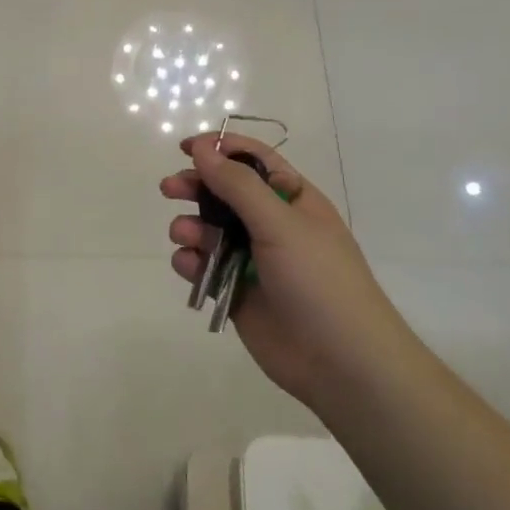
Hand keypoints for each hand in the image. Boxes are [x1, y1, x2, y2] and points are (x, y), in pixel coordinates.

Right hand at [161, 134, 401, 407]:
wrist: (340, 361)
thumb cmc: (318, 280)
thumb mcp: (280, 223)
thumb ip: (237, 185)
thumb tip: (202, 150)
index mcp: (294, 201)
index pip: (254, 161)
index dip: (220, 149)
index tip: (185, 148)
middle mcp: (273, 225)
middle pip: (225, 194)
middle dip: (196, 187)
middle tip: (169, 189)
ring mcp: (253, 260)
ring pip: (209, 231)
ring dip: (191, 227)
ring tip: (185, 236)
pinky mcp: (236, 292)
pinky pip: (205, 267)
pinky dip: (192, 262)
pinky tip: (190, 266)